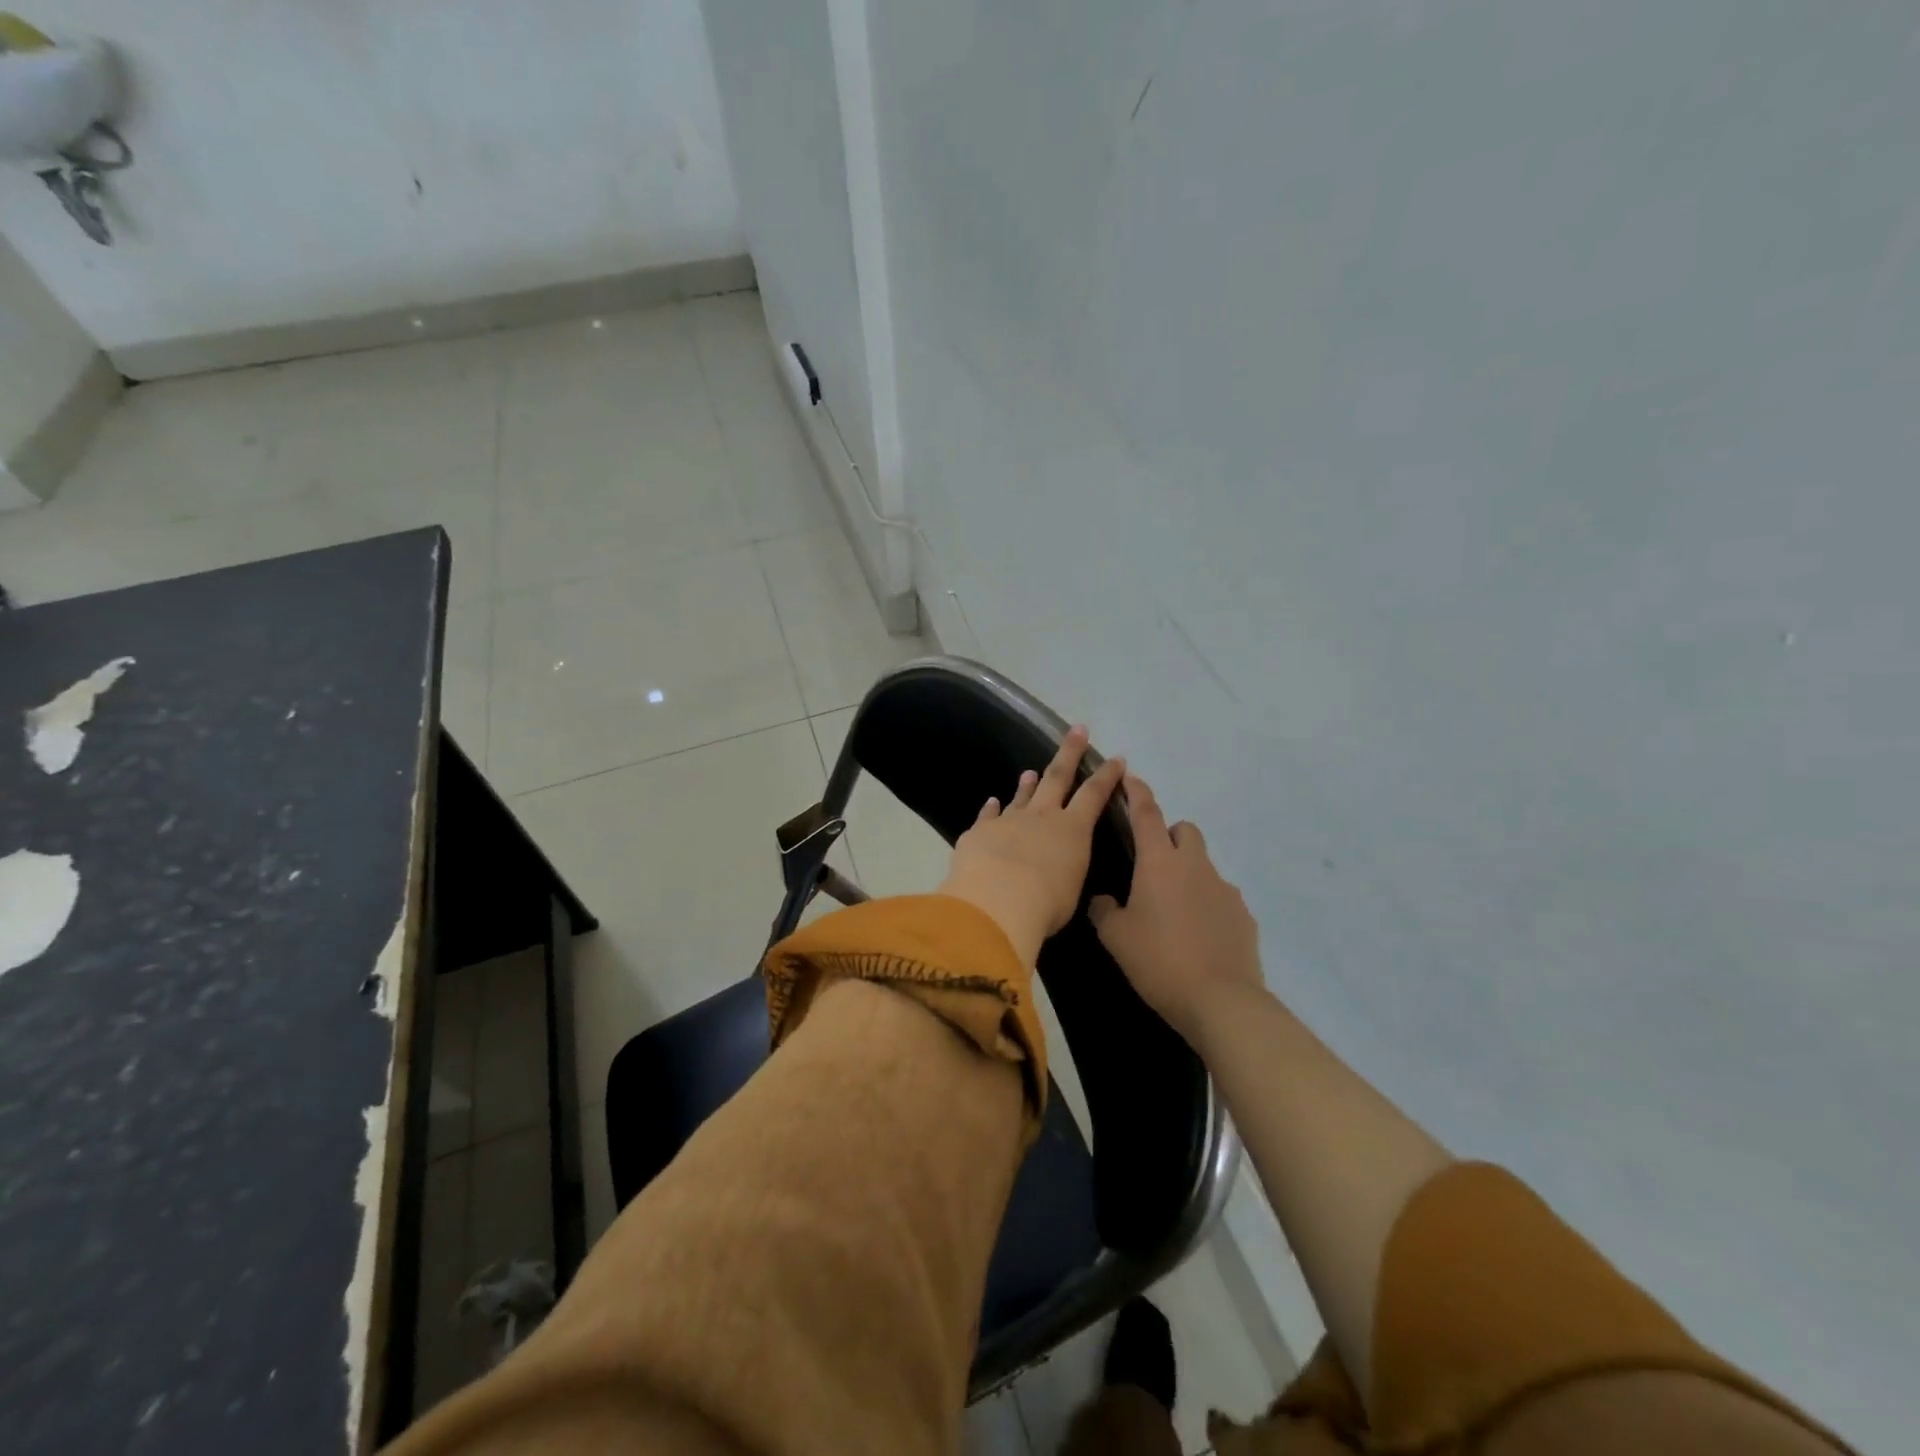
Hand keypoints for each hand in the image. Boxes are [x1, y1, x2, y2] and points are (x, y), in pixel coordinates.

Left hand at [938, 726, 1125, 965]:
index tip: (1116, 759)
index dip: (1106, 776)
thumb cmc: (1045, 905)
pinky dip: (991, 808)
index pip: (1094, 795)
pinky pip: (987, 816)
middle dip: (1069, 752)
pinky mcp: (979, 832)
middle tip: (1077, 730)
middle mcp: (1041, 817)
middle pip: (1057, 776)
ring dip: (1027, 784)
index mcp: (1071, 830)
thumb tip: (1058, 869)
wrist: (996, 902)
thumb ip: (1066, 872)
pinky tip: (992, 801)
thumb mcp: (1070, 890)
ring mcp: (1008, 820)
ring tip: (1030, 772)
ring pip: (1021, 796)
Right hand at [1089, 773, 1263, 1042]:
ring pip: (1204, 864)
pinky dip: (1207, 905)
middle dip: (1169, 836)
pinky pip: (1220, 897)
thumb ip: (1103, 911)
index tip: (1129, 776)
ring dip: (1188, 874)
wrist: (1221, 1001)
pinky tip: (1197, 935)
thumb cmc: (1159, 962)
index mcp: (1159, 863)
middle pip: (1185, 830)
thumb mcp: (1116, 938)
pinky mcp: (1244, 915)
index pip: (1146, 814)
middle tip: (1151, 866)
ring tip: (1172, 911)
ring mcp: (1225, 889)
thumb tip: (1103, 900)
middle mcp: (1195, 866)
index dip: (1136, 792)